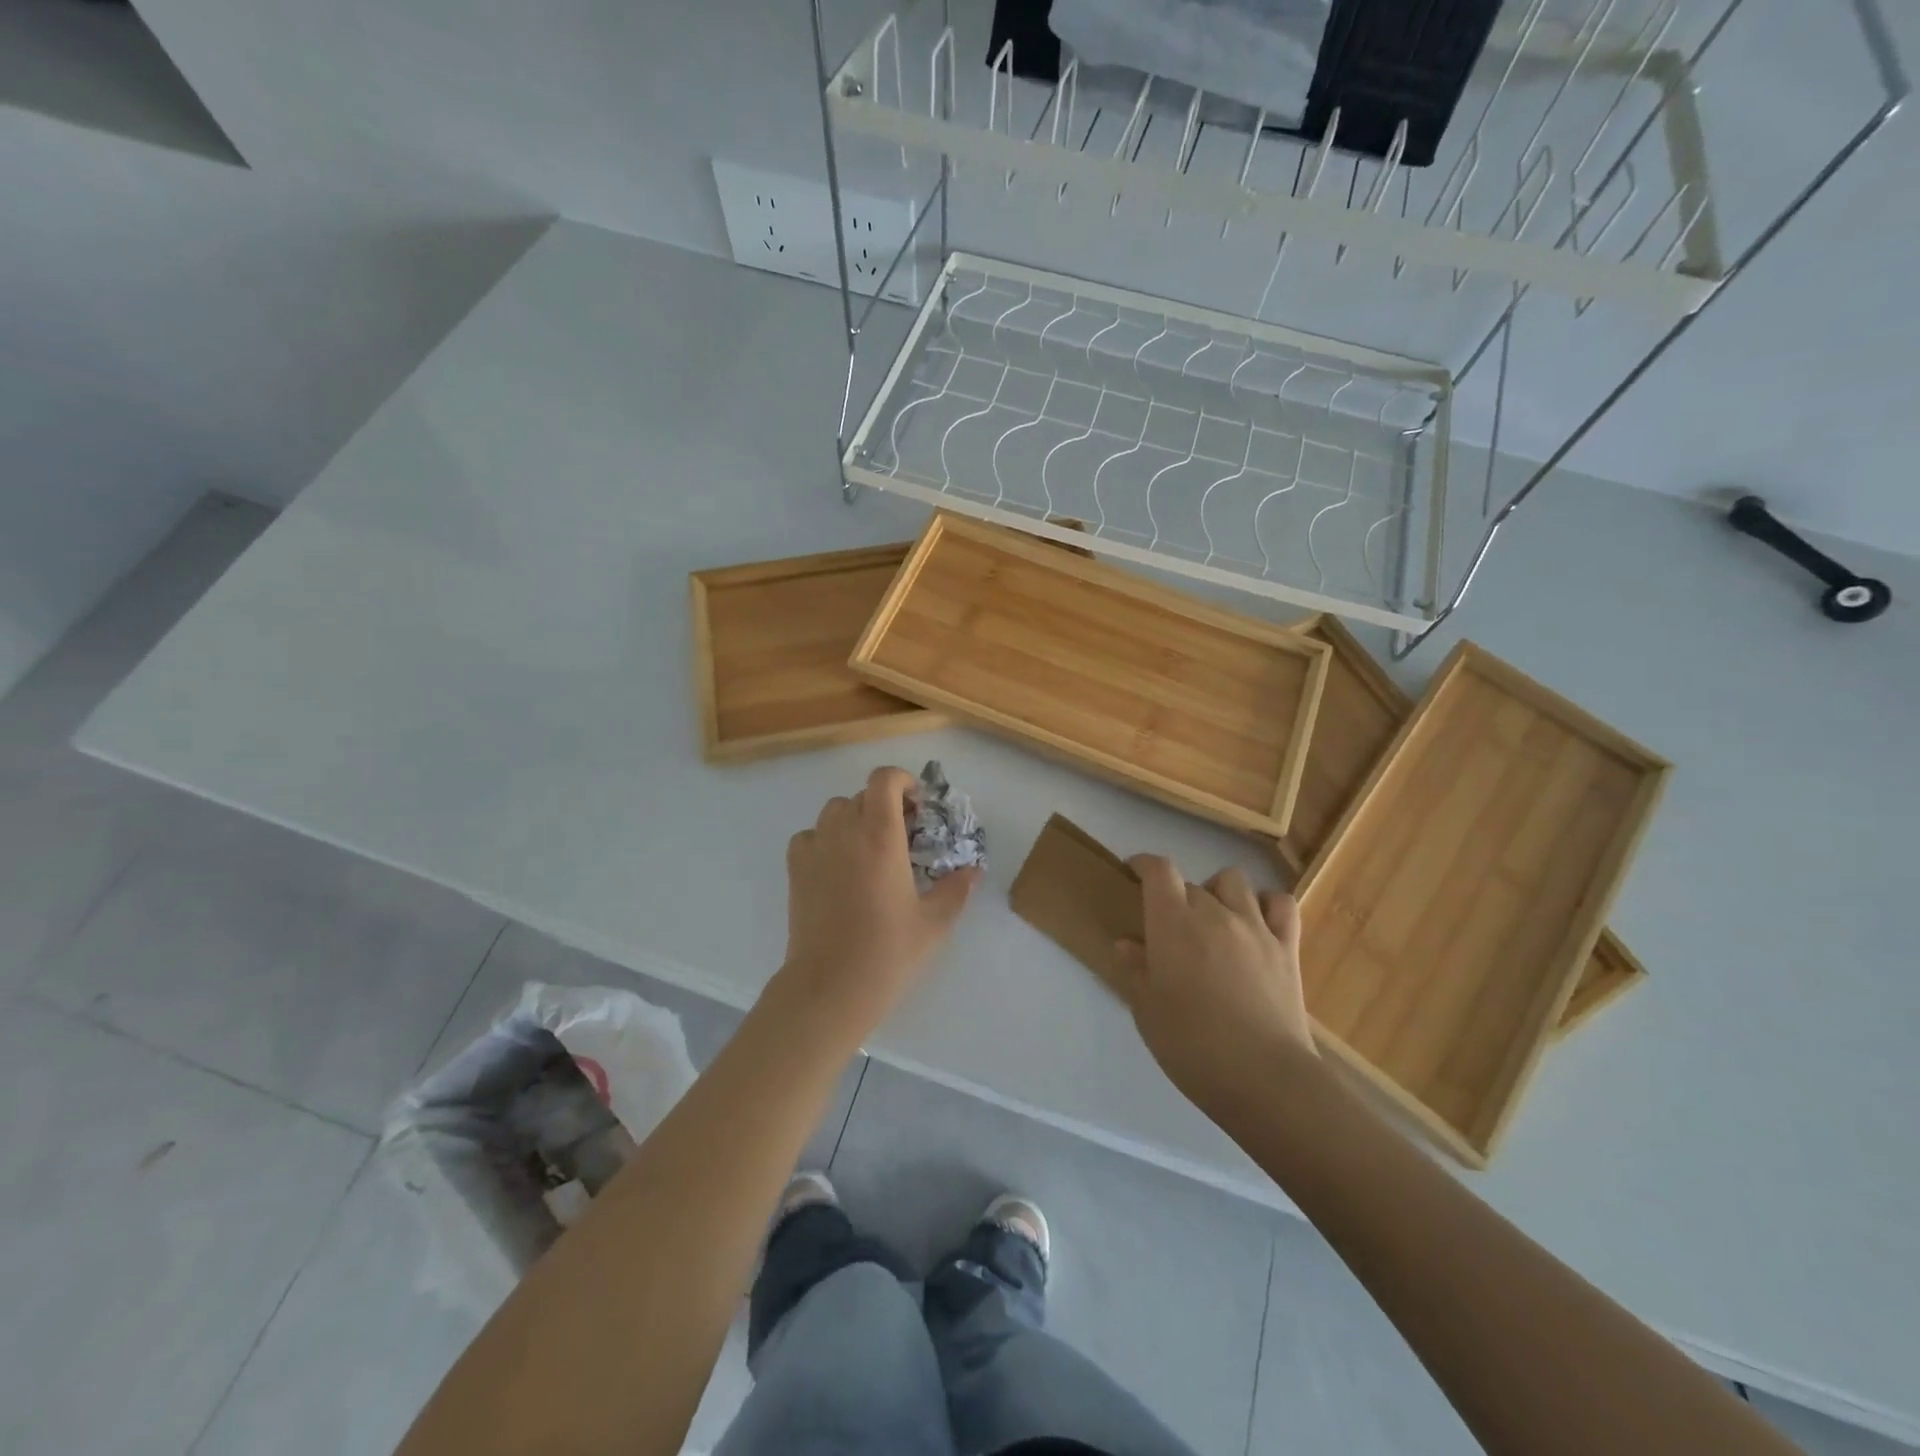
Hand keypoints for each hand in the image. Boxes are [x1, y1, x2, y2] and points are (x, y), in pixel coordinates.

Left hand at [779, 766, 978, 1031]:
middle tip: (903, 836)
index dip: (902, 781)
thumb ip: (956, 889)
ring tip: (870, 850)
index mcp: (881, 836)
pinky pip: (809, 835)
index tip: (917, 805)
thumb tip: (973, 870)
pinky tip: (838, 865)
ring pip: (834, 811)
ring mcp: (815, 849)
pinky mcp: (795, 870)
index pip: (884, 780)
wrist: (830, 987)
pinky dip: (825, 838)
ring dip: (855, 818)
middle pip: (862, 795)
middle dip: (885, 805)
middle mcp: (845, 832)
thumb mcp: (934, 923)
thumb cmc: (888, 952)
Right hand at [1113, 858, 1314, 1108]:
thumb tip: (1128, 943)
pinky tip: (1257, 921)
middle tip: (1170, 929)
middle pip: (1191, 884)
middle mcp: (1214, 913)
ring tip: (1213, 919)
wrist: (1265, 1078)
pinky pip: (1281, 904)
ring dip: (1218, 892)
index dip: (1144, 864)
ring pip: (1234, 882)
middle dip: (1176, 897)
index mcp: (1173, 924)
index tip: (1133, 873)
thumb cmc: (1193, 1046)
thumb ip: (1136, 970)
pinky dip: (1267, 903)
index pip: (1159, 870)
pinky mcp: (1287, 947)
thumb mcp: (1147, 1011)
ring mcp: (1255, 927)